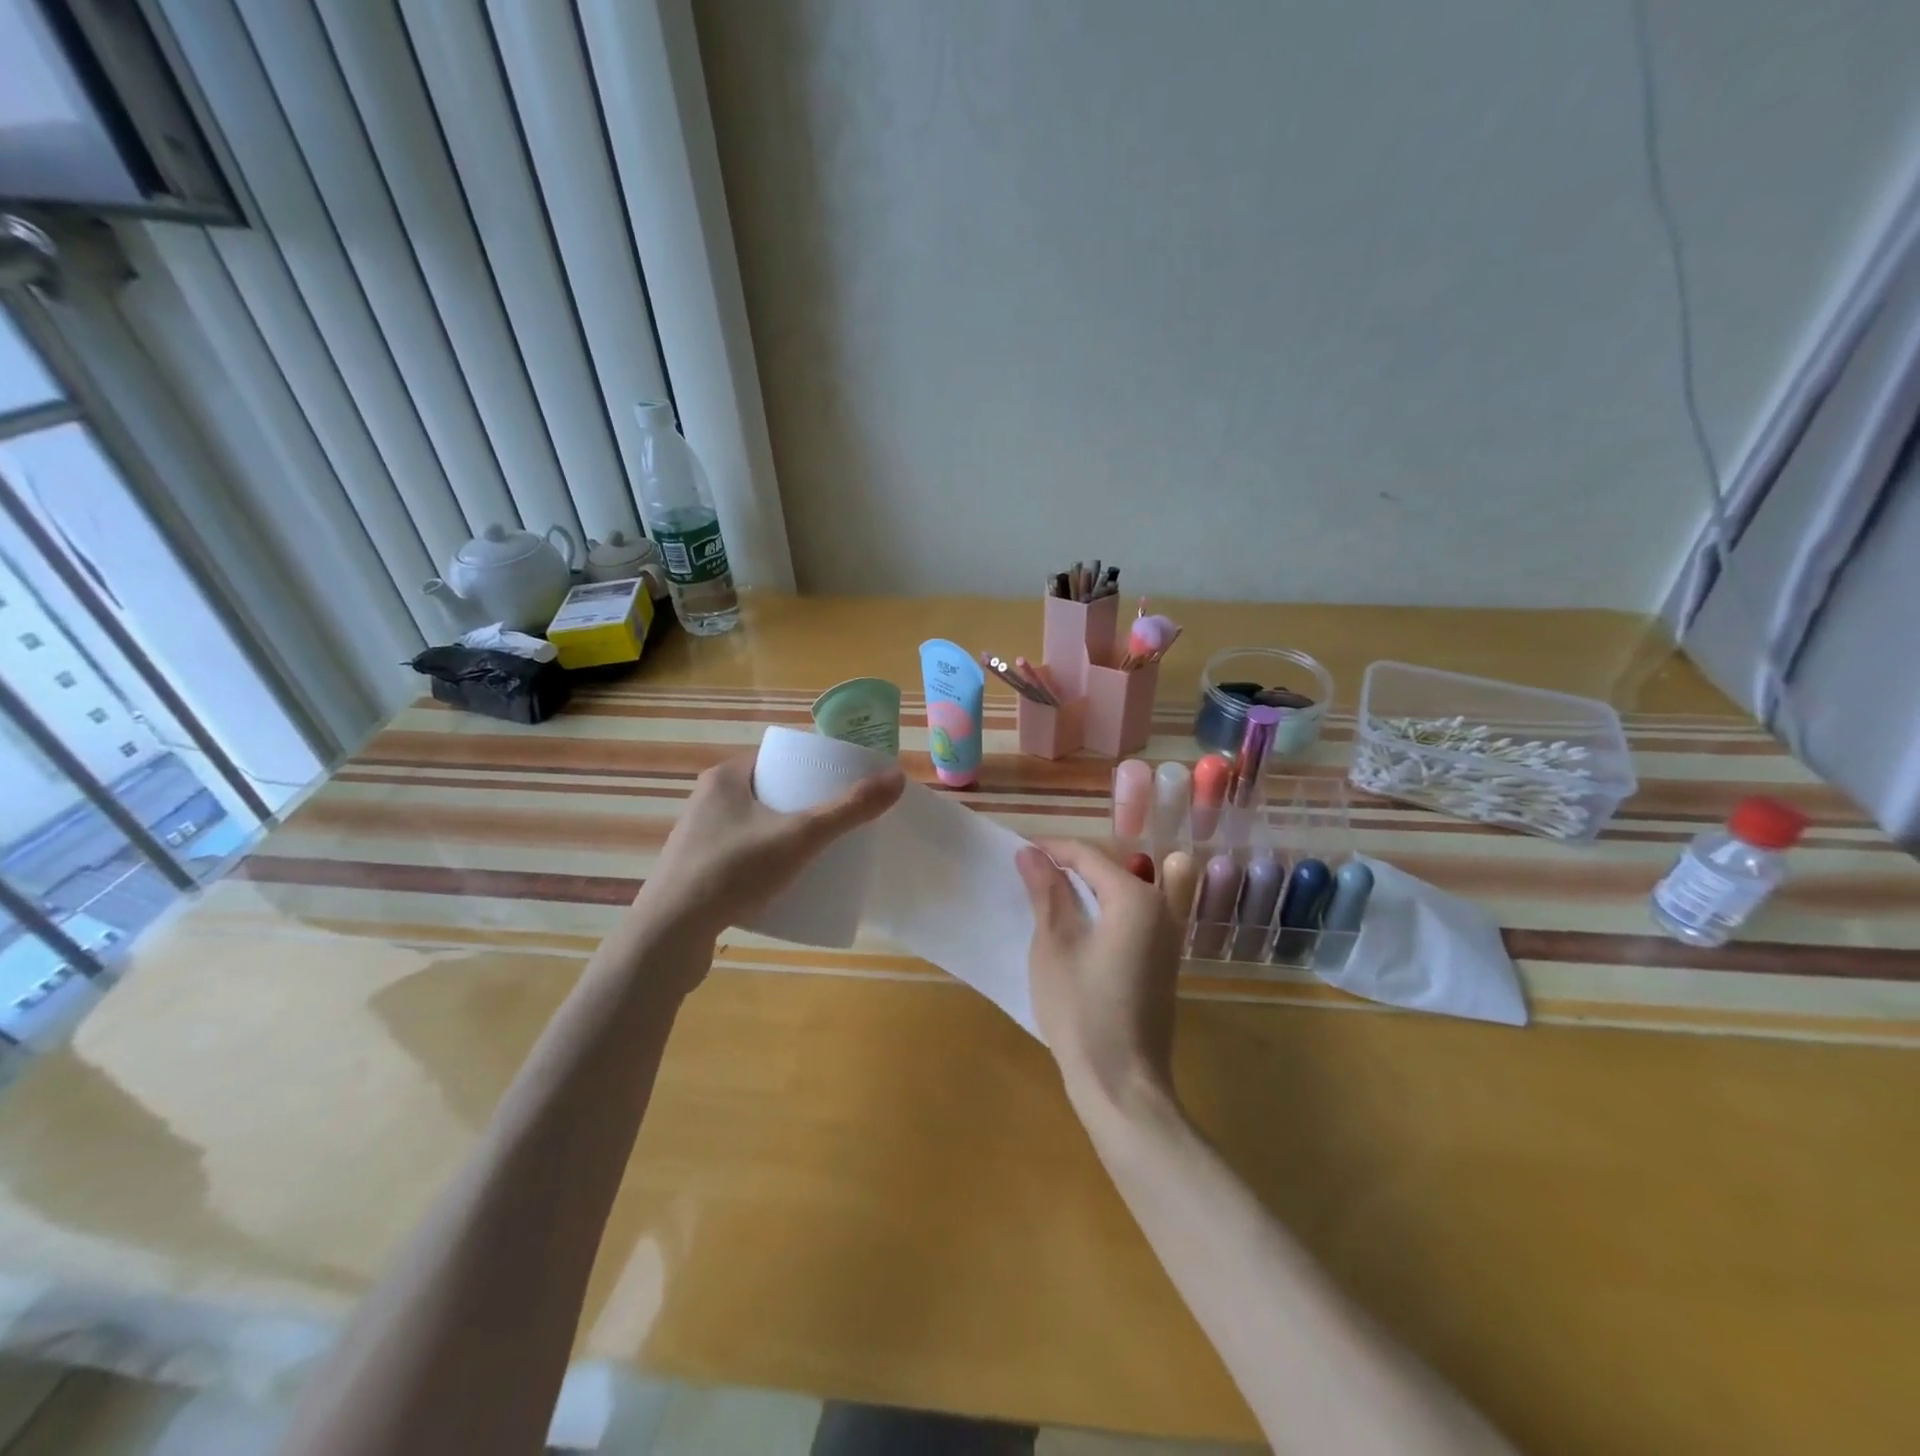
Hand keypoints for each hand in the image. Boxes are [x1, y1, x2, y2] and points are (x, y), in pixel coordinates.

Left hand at [640, 752, 905, 940]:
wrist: (669, 936)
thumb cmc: (733, 871)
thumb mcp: (800, 836)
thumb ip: (848, 809)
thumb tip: (897, 778)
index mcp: (725, 778)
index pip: (776, 758)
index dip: (810, 767)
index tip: (840, 784)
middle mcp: (706, 801)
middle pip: (768, 792)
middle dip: (802, 804)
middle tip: (836, 820)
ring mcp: (698, 838)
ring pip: (753, 825)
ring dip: (783, 833)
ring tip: (817, 851)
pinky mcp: (695, 872)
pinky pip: (740, 855)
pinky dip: (764, 860)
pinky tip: (783, 880)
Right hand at [1017, 838, 1181, 1118]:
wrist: (1122, 1083)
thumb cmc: (1081, 1010)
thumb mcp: (1054, 945)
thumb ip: (1047, 892)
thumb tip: (1031, 853)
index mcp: (1135, 898)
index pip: (1089, 855)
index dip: (1052, 848)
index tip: (1019, 851)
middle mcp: (1161, 908)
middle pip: (1112, 868)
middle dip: (1073, 863)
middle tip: (1033, 872)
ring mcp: (1169, 936)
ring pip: (1129, 888)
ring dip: (1093, 884)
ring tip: (1055, 894)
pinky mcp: (1164, 960)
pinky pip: (1137, 914)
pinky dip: (1109, 907)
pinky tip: (1082, 924)